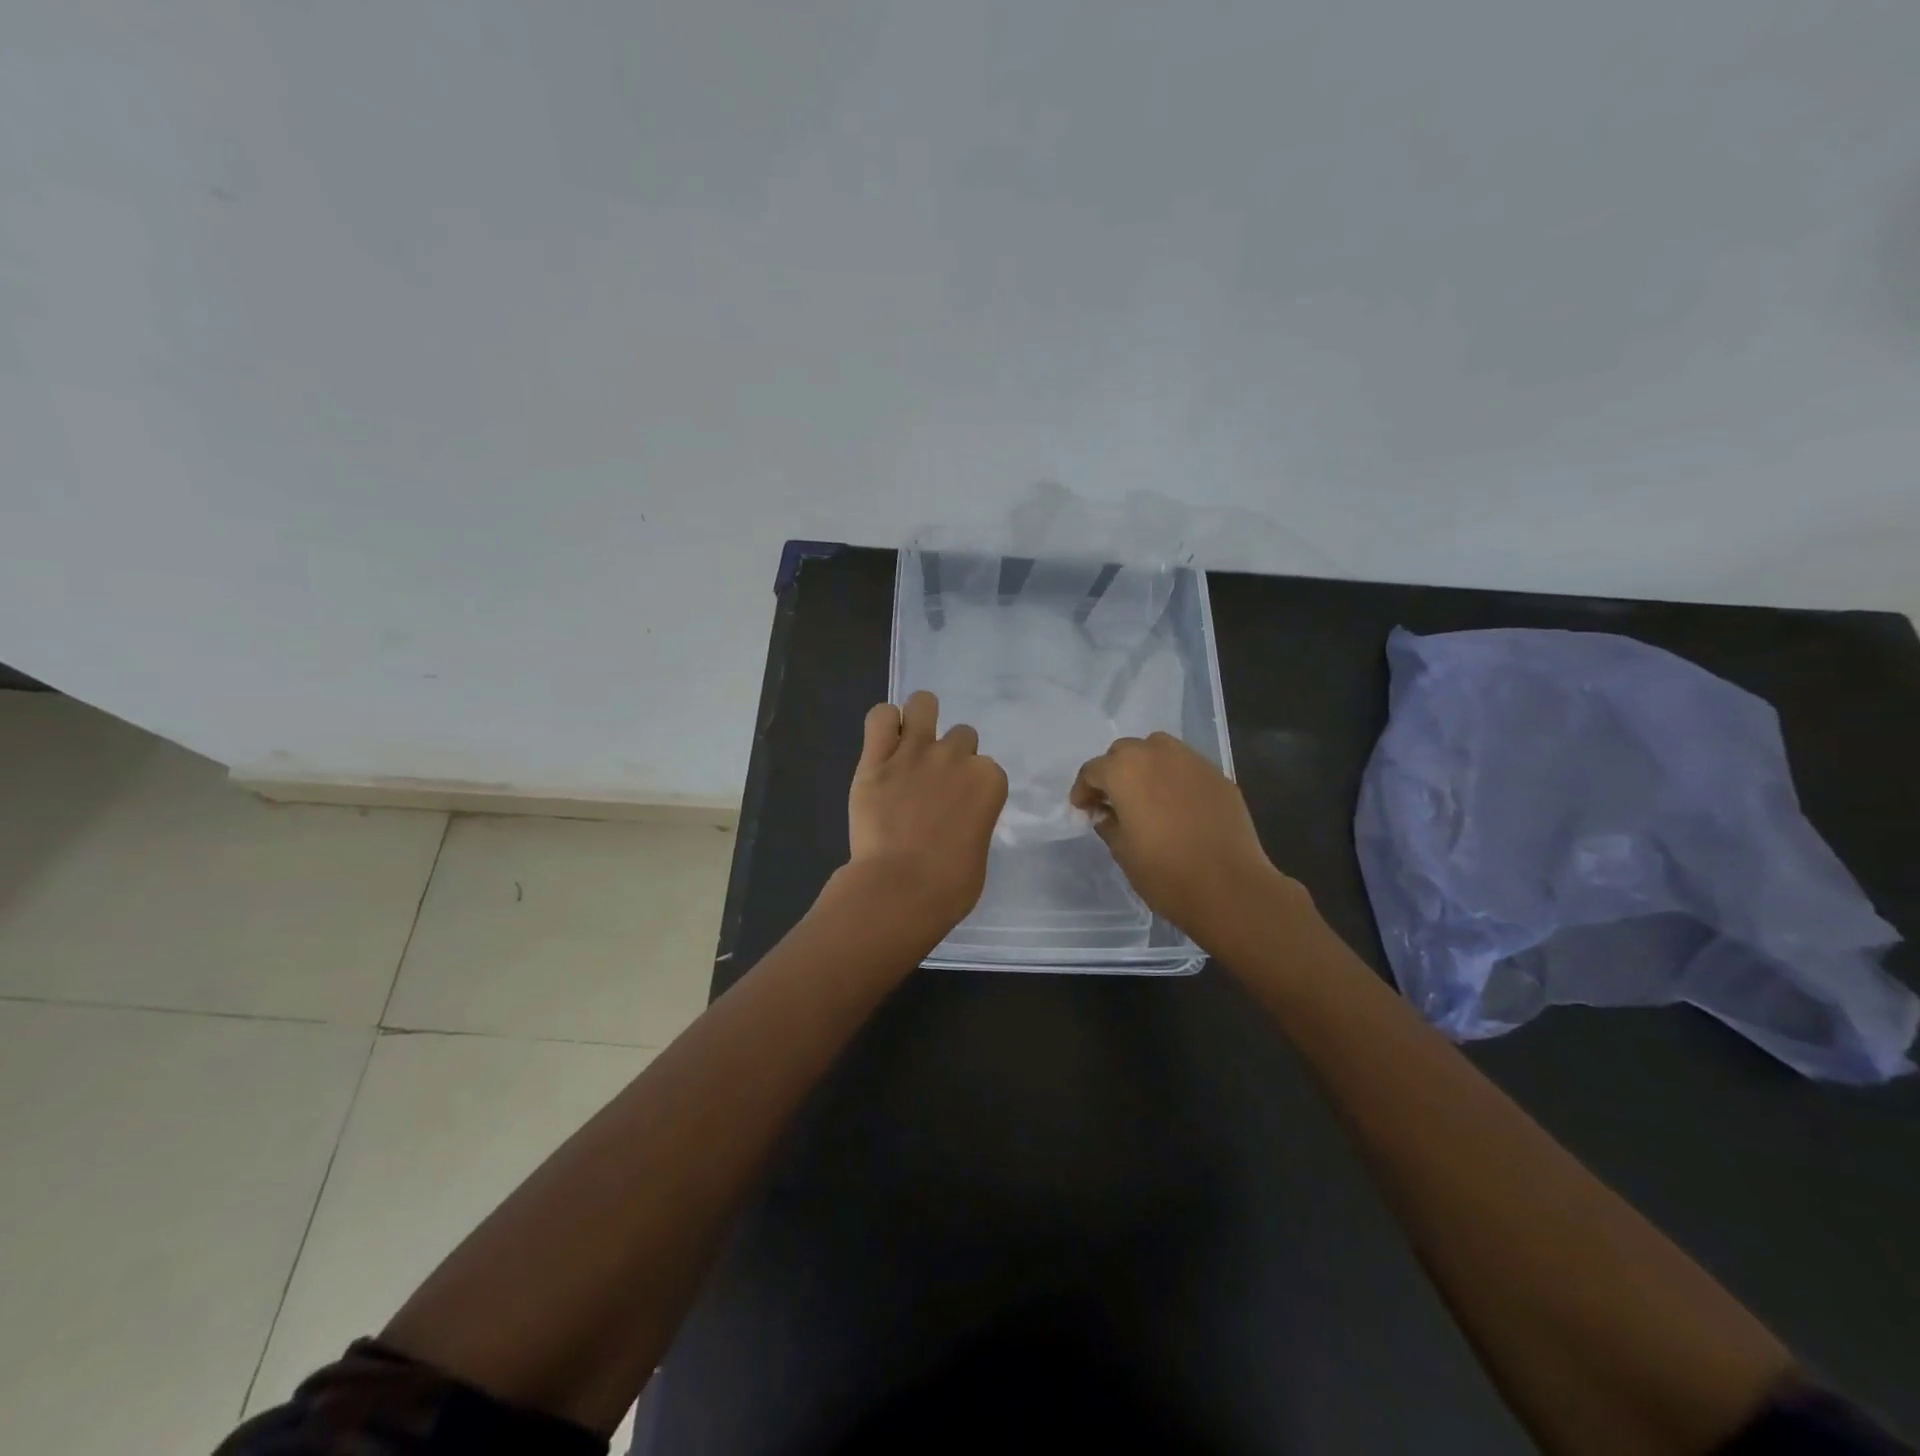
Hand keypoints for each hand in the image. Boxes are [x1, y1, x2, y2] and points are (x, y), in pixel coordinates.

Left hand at [842, 691, 1008, 936]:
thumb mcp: (978, 852)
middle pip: (961, 736)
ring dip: (920, 717)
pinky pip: (880, 717)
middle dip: (950, 756)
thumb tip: (957, 823)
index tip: (959, 807)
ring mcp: (915, 752)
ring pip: (923, 704)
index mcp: (989, 781)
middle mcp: (955, 757)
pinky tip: (883, 742)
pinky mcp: (876, 759)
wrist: (900, 888)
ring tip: (910, 741)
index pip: (987, 768)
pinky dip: (883, 724)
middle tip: (933, 784)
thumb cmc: (949, 886)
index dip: (972, 786)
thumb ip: (973, 823)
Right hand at [1070, 731, 1299, 944]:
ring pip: (1158, 750)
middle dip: (1113, 772)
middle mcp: (1157, 754)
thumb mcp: (1122, 851)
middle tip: (1112, 801)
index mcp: (1125, 771)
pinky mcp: (1218, 776)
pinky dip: (1174, 778)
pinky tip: (1177, 806)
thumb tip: (1107, 813)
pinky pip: (1186, 767)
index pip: (1093, 770)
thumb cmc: (1165, 872)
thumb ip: (1108, 823)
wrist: (1230, 887)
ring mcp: (1192, 762)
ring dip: (1145, 765)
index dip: (1083, 790)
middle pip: (1125, 751)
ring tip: (1145, 795)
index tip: (1083, 809)